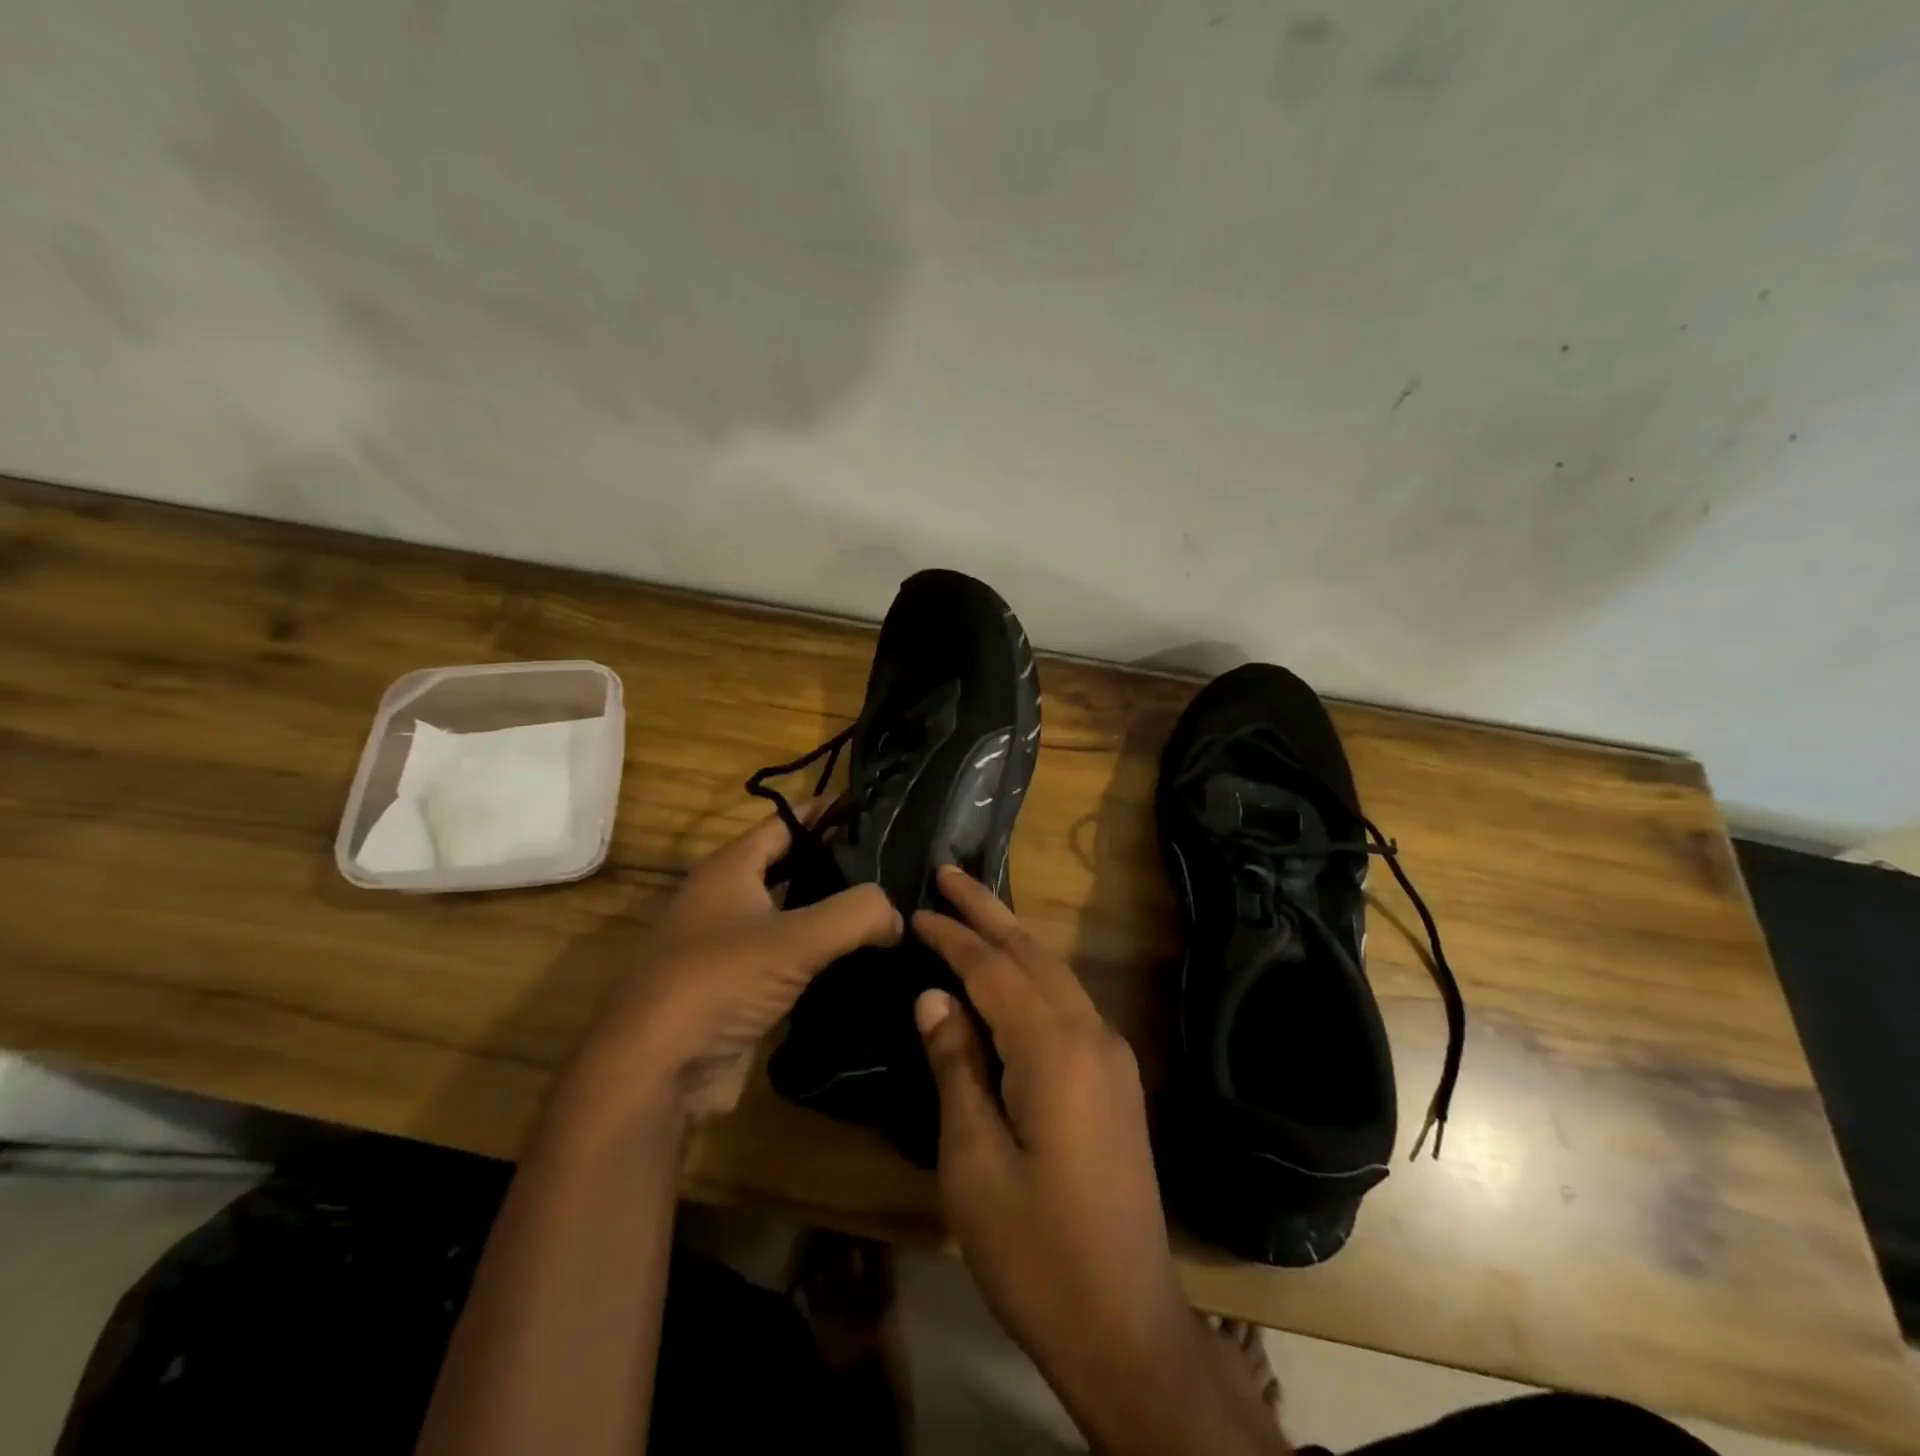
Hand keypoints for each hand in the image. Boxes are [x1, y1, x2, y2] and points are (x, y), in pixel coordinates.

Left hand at [561, 806, 902, 1131]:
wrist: (657, 1071)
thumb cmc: (718, 982)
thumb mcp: (795, 939)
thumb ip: (856, 914)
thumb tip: (896, 913)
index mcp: (730, 868)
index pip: (787, 821)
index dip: (829, 811)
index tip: (877, 809)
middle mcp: (726, 898)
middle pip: (790, 865)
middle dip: (837, 861)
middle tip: (894, 863)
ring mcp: (730, 945)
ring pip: (791, 913)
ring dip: (832, 911)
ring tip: (888, 908)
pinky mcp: (738, 987)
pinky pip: (789, 957)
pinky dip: (821, 953)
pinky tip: (861, 958)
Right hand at [913, 866, 1286, 1455]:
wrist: (1126, 1324)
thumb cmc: (1036, 1249)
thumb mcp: (974, 1161)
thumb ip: (956, 1067)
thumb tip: (933, 996)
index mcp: (1056, 1050)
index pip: (995, 970)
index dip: (954, 937)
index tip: (918, 907)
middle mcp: (1093, 1035)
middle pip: (1033, 954)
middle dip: (989, 911)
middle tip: (950, 872)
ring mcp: (1112, 1056)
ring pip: (1056, 975)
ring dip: (1014, 938)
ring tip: (975, 909)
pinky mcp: (1116, 1080)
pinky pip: (1069, 1003)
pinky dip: (1034, 975)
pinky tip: (1012, 974)